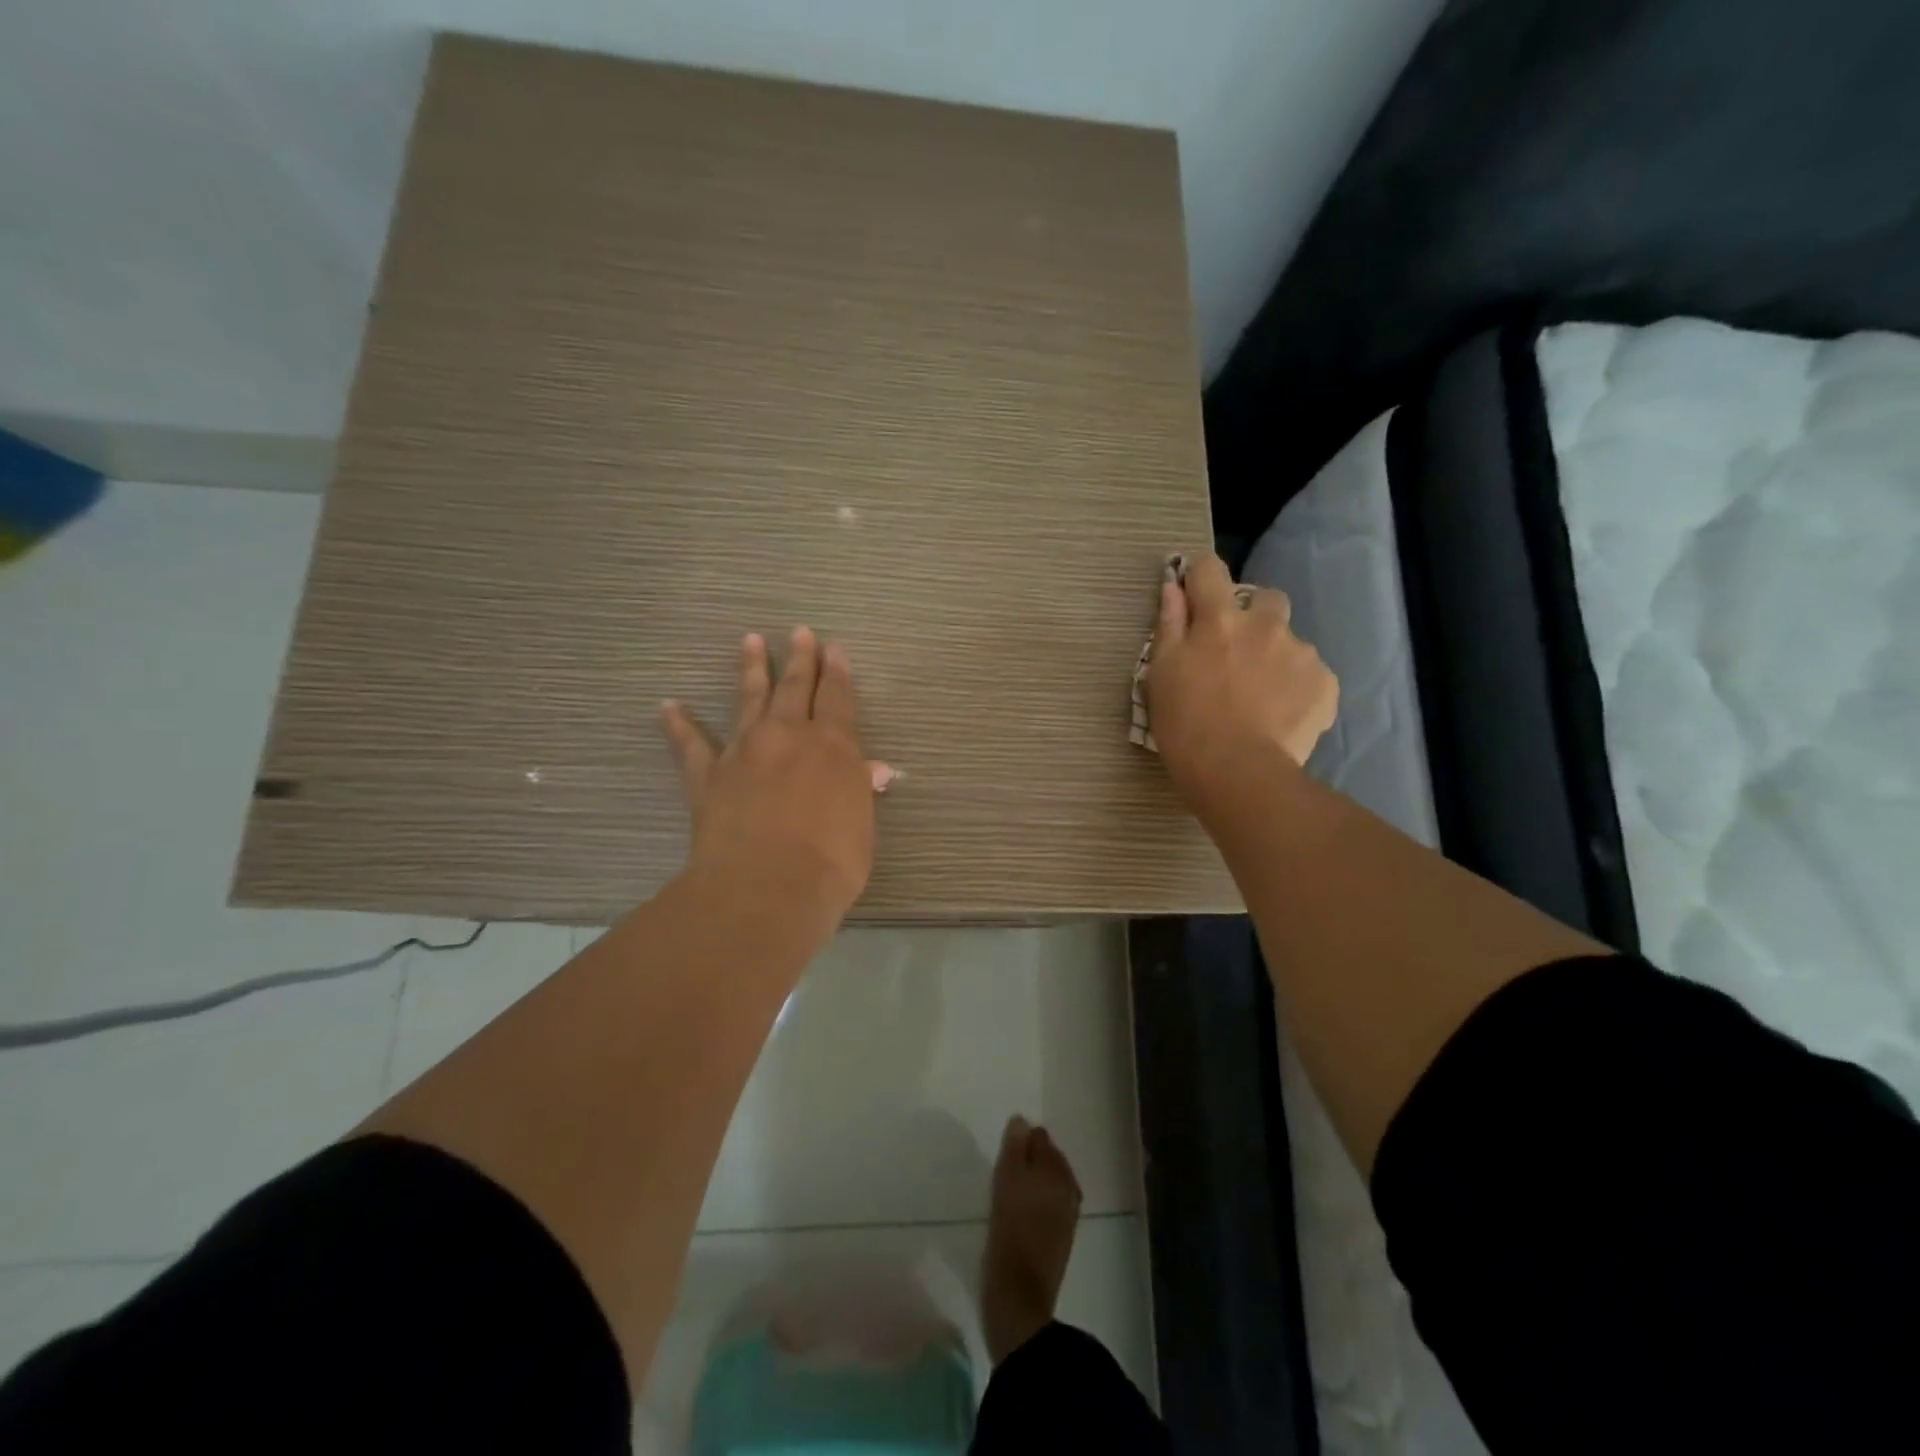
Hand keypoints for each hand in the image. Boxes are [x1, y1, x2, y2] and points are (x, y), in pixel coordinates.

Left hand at [662, 628, 881, 925]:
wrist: (766, 888)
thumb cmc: (830, 864)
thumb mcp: (861, 828)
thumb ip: (860, 791)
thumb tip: (873, 769)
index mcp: (834, 746)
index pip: (838, 698)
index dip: (837, 672)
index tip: (834, 649)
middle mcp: (789, 736)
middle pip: (795, 687)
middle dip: (800, 659)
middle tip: (799, 632)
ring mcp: (744, 751)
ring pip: (749, 700)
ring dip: (751, 670)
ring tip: (749, 641)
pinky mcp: (707, 775)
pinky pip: (689, 744)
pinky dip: (677, 724)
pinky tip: (667, 706)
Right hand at [1145, 553, 1338, 808]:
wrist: (1238, 772)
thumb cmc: (1185, 724)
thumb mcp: (1161, 675)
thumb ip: (1169, 626)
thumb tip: (1173, 588)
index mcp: (1218, 620)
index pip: (1209, 570)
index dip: (1200, 576)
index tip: (1194, 593)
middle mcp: (1264, 625)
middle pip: (1265, 597)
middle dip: (1253, 614)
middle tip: (1237, 651)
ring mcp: (1300, 653)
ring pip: (1290, 640)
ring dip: (1275, 655)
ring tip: (1261, 696)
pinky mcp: (1325, 683)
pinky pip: (1310, 674)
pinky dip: (1296, 688)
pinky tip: (1281, 715)